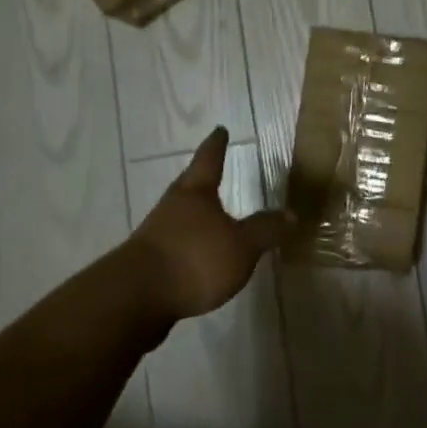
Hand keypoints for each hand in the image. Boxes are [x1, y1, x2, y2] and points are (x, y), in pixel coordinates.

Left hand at [126, 127, 291, 321]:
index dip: (217, 145)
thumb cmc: (195, 259)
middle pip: (189, 185)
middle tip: (211, 169)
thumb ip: (265, 230)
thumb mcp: (242, 246)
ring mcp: (156, 234)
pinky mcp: (148, 262)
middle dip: (201, 178)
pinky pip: (173, 244)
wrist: (136, 297)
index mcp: (195, 193)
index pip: (209, 160)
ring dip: (193, 214)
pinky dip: (187, 244)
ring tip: (209, 217)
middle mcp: (173, 206)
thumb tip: (291, 214)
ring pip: (179, 215)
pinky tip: (196, 256)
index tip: (220, 130)